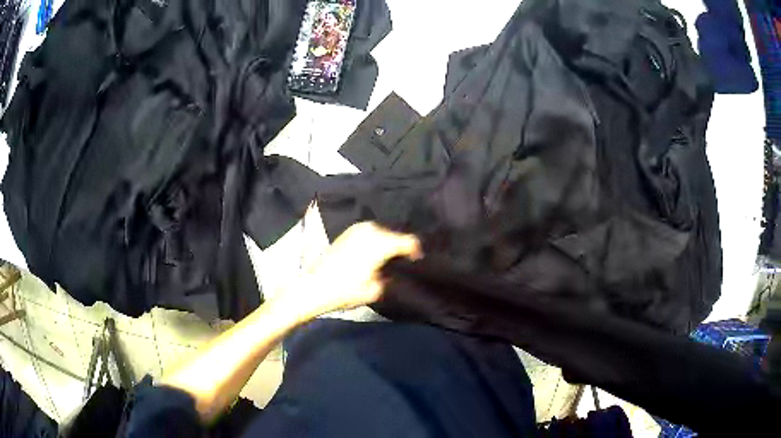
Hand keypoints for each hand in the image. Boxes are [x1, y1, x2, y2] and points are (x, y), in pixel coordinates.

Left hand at [294, 222, 421, 314]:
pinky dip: (375, 242)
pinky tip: (372, 255)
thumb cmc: (346, 290)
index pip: (409, 241)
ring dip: (387, 244)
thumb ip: (392, 277)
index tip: (418, 263)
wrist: (313, 286)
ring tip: (388, 260)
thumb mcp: (376, 290)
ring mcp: (357, 229)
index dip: (417, 252)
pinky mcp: (348, 232)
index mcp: (380, 243)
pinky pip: (370, 233)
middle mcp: (370, 230)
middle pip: (396, 236)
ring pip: (383, 233)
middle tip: (403, 263)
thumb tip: (396, 270)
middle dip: (401, 248)